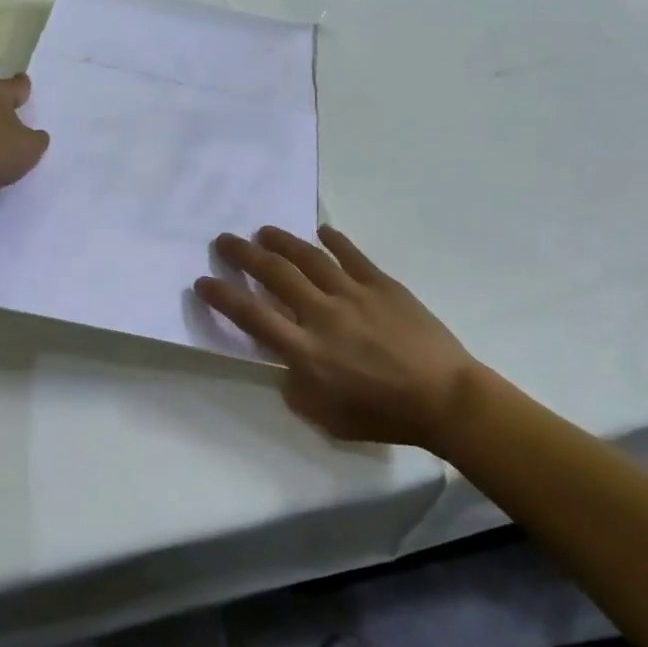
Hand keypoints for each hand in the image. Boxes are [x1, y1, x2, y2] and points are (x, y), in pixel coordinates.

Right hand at [194, 226, 487, 450]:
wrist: (445, 398)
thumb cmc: (384, 415)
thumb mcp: (327, 417)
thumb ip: (297, 388)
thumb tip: (287, 363)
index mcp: (306, 351)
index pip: (252, 316)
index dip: (223, 297)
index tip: (202, 282)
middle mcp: (322, 314)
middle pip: (275, 275)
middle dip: (243, 254)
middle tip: (224, 240)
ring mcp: (353, 294)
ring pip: (309, 258)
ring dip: (282, 241)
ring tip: (263, 230)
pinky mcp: (382, 284)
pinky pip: (352, 255)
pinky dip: (333, 240)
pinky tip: (321, 231)